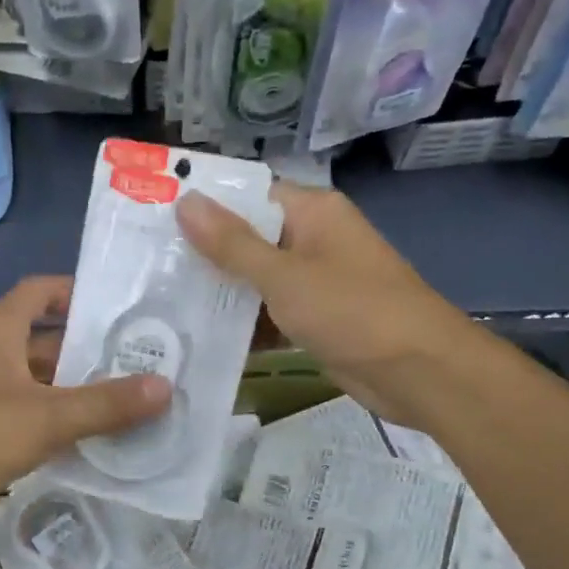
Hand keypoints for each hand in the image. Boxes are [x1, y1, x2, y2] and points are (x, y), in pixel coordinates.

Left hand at [0, 276, 171, 549]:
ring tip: (135, 400)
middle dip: (92, 351)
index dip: (74, 291)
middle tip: (145, 359)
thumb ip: (106, 403)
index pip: (38, 293)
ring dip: (81, 393)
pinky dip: (64, 427)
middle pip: (48, 343)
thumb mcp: (45, 415)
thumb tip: (166, 387)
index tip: (118, 304)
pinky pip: (34, 423)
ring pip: (44, 387)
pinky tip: (102, 440)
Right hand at [177, 184, 459, 425]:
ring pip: (257, 279)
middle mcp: (314, 239)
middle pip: (249, 238)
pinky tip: (200, 335)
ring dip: (221, 292)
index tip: (154, 216)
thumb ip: (232, 243)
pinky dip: (245, 323)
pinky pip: (271, 312)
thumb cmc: (353, 311)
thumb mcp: (285, 276)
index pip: (249, 195)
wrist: (420, 373)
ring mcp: (316, 281)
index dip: (205, 204)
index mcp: (313, 212)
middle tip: (148, 265)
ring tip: (160, 300)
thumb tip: (186, 200)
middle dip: (205, 253)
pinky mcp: (316, 319)